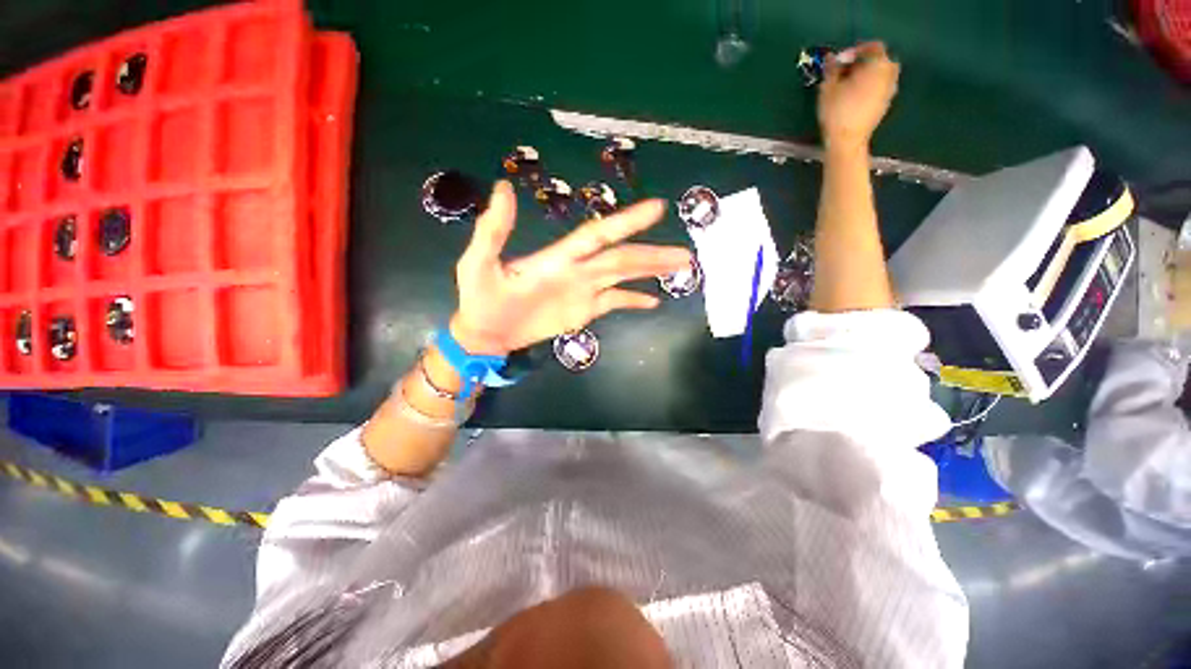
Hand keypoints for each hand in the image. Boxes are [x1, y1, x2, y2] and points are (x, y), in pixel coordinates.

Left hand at [450, 181, 691, 355]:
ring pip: (624, 277)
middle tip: (685, 252)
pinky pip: (614, 302)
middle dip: (653, 254)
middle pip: (621, 259)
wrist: (485, 332)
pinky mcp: (584, 311)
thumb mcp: (479, 262)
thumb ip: (494, 230)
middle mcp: (578, 270)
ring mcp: (584, 291)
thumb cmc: (481, 298)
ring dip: (651, 272)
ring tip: (680, 267)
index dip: (625, 223)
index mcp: (558, 257)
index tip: (656, 208)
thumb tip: (503, 187)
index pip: (598, 235)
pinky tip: (653, 301)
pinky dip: (634, 301)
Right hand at [817, 42, 900, 150]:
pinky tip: (855, 97)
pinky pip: (880, 87)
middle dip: (863, 62)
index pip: (871, 46)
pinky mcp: (886, 102)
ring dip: (867, 75)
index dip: (855, 50)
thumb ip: (832, 69)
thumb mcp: (828, 88)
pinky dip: (870, 86)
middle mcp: (889, 73)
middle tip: (845, 72)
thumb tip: (831, 57)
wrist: (848, 140)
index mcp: (878, 64)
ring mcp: (890, 89)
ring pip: (880, 73)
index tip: (840, 61)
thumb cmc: (837, 112)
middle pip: (879, 59)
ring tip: (849, 85)